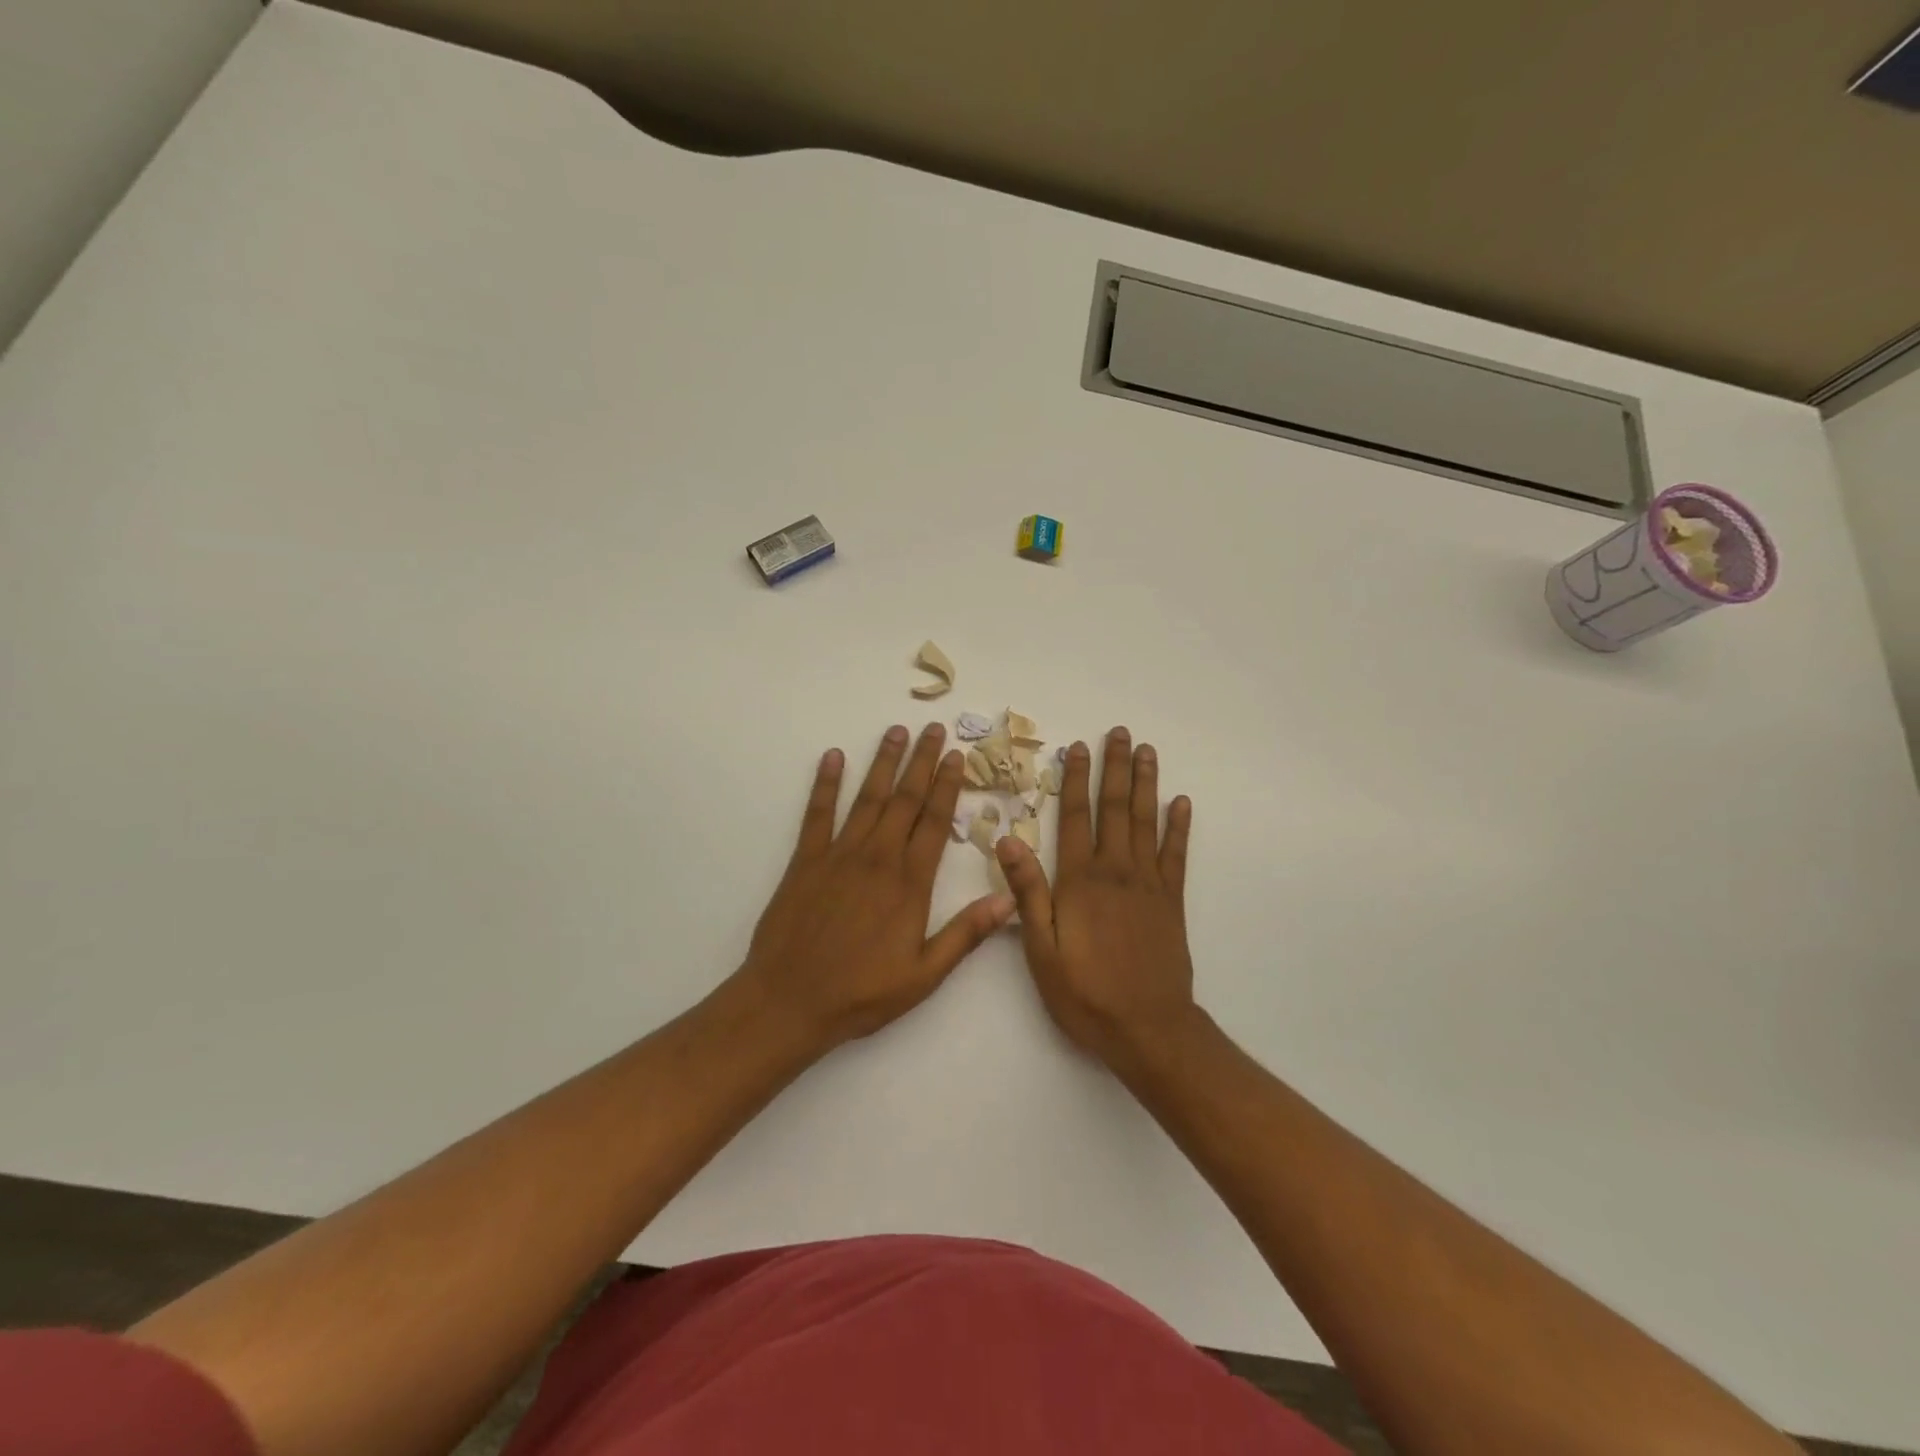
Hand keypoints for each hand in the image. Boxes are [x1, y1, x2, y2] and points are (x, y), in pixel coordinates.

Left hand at [739, 723, 1015, 1049]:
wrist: (789, 1001)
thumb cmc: (861, 993)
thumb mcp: (924, 975)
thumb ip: (966, 934)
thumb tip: (1009, 900)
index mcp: (909, 883)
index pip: (934, 822)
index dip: (947, 786)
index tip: (956, 756)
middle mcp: (877, 857)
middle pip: (905, 800)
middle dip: (921, 761)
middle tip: (933, 729)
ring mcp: (839, 855)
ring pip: (868, 798)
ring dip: (884, 763)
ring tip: (896, 731)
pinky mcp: (805, 861)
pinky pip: (818, 814)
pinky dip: (825, 784)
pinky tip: (833, 758)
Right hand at [995, 728, 1196, 1065]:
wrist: (1147, 1028)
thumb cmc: (1085, 992)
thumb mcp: (1041, 949)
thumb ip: (1028, 892)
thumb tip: (1008, 840)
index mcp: (1080, 881)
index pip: (1076, 818)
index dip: (1075, 780)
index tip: (1076, 748)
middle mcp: (1116, 871)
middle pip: (1114, 808)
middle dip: (1114, 767)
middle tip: (1119, 732)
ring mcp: (1149, 883)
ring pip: (1146, 822)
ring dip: (1145, 784)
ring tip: (1147, 751)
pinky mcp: (1172, 901)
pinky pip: (1177, 854)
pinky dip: (1179, 826)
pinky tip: (1181, 803)